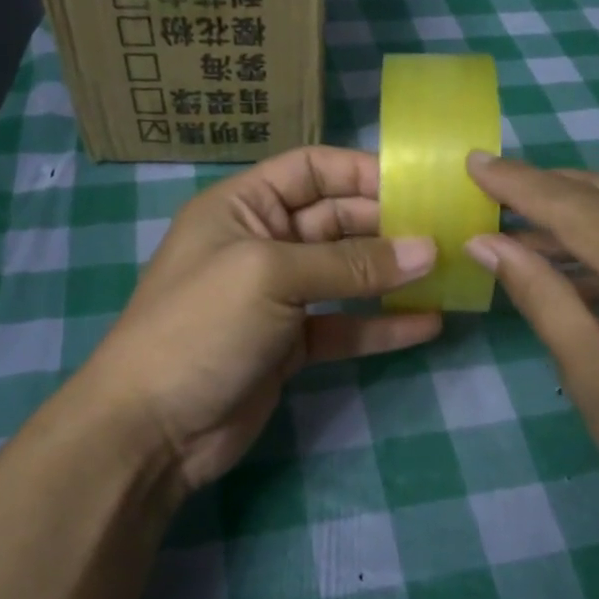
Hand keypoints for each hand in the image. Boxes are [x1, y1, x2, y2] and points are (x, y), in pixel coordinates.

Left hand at [70, 147, 442, 494]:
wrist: (151, 429)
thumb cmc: (202, 327)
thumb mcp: (272, 277)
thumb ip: (350, 264)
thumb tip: (427, 249)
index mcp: (242, 207)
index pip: (311, 170)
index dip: (362, 172)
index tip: (419, 185)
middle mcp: (262, 243)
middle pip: (336, 220)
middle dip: (388, 225)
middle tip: (448, 233)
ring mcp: (277, 297)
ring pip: (345, 275)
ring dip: (391, 275)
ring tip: (447, 273)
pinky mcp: (290, 345)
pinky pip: (344, 326)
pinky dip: (381, 326)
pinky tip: (428, 324)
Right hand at [461, 153, 598, 549]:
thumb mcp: (592, 376)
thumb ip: (540, 296)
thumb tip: (486, 243)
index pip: (583, 211)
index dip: (522, 185)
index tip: (473, 162)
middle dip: (545, 187)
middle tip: (488, 183)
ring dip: (575, 210)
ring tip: (514, 219)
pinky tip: (568, 252)